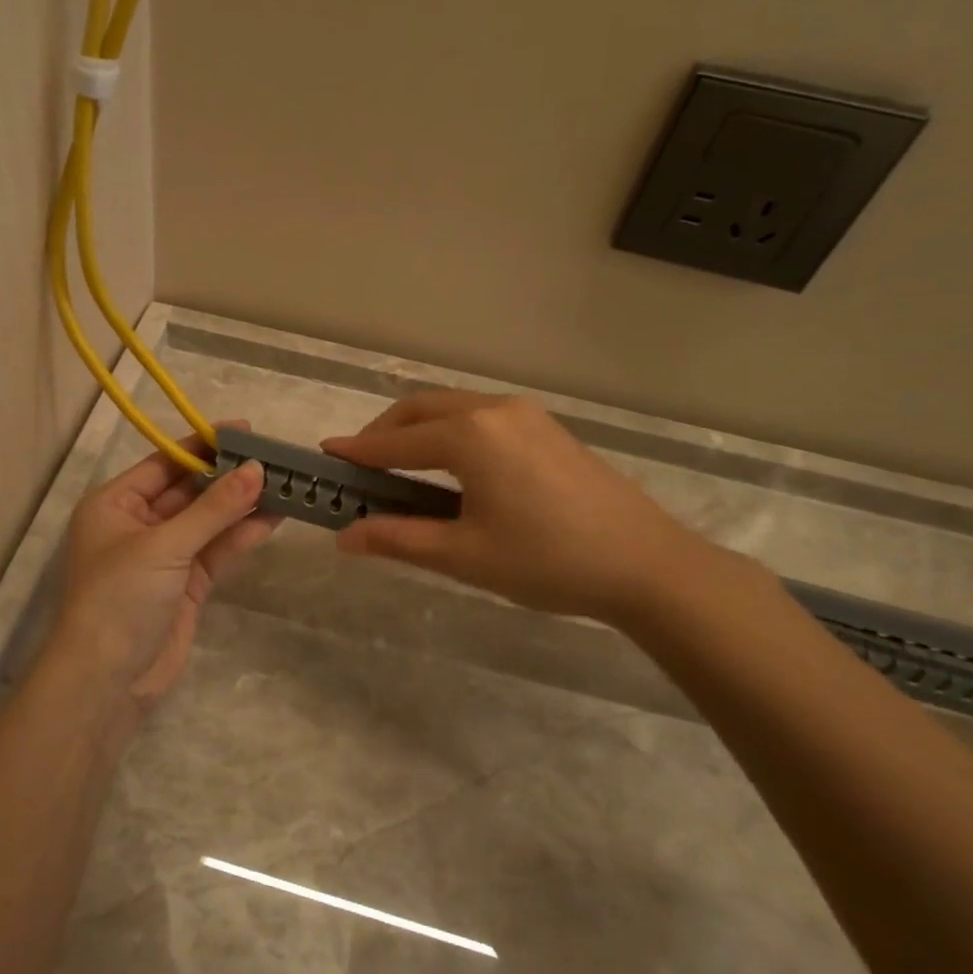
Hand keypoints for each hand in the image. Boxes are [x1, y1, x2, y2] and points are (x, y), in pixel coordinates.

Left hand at [50, 426, 274, 713]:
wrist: (106, 682)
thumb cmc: (120, 598)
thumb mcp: (165, 545)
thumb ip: (213, 509)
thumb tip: (257, 469)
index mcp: (115, 504)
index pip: (164, 463)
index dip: (203, 445)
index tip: (245, 430)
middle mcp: (138, 524)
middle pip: (189, 490)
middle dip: (229, 476)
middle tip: (274, 457)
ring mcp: (164, 556)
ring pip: (208, 521)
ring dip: (241, 505)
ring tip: (284, 483)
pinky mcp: (186, 585)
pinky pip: (216, 551)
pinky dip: (241, 536)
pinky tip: (273, 517)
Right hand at [322, 391, 708, 625]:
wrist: (647, 564)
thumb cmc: (548, 561)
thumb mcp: (464, 555)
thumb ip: (398, 539)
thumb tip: (344, 537)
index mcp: (470, 436)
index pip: (395, 441)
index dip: (357, 451)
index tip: (325, 456)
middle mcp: (493, 410)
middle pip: (420, 410)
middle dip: (383, 433)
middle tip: (360, 466)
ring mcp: (525, 414)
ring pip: (451, 408)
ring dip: (417, 429)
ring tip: (400, 467)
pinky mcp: (545, 427)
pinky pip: (480, 416)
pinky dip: (449, 431)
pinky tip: (451, 466)